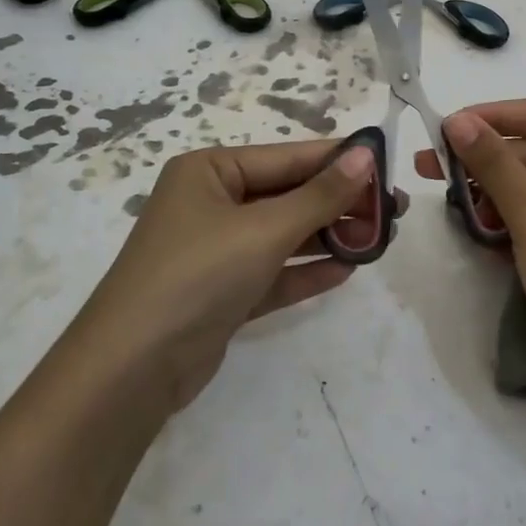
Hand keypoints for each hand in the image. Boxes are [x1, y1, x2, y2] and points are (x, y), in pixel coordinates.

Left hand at [76, 141, 402, 412]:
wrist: (131, 370)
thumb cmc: (197, 274)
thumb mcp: (264, 229)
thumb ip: (319, 195)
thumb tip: (366, 154)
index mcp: (210, 171)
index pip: (288, 157)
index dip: (339, 161)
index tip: (388, 164)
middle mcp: (211, 203)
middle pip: (288, 196)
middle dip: (338, 204)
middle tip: (395, 211)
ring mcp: (215, 250)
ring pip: (283, 235)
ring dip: (327, 237)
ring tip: (380, 239)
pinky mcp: (222, 292)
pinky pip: (272, 272)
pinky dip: (305, 271)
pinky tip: (346, 270)